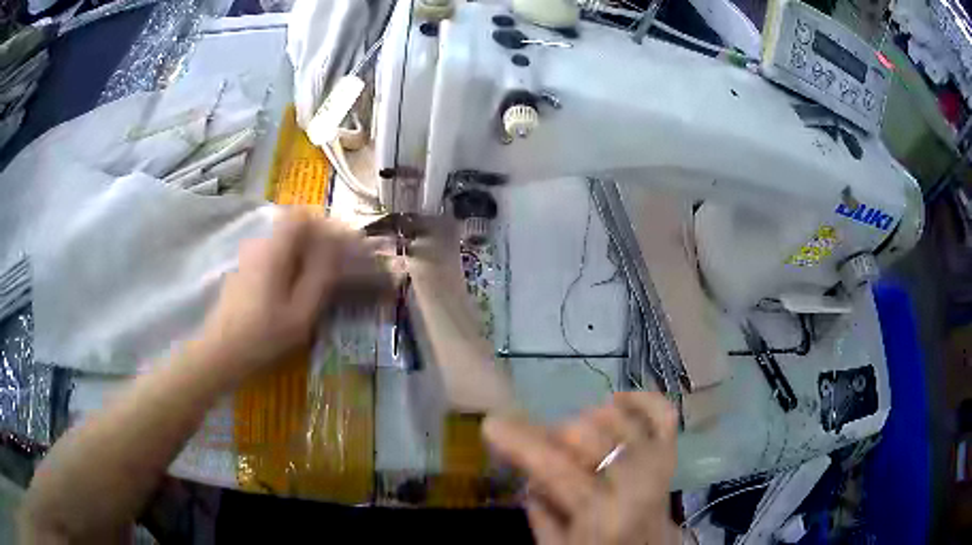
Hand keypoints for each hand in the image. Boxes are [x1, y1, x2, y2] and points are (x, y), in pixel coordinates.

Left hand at [195, 209, 391, 380]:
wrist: (221, 352)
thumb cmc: (263, 334)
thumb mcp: (301, 313)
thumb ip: (321, 277)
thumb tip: (337, 249)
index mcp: (274, 249)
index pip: (301, 215)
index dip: (324, 224)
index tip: (339, 243)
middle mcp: (259, 245)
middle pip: (292, 227)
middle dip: (316, 240)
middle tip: (333, 266)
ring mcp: (247, 258)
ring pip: (281, 243)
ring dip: (301, 254)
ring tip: (316, 282)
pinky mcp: (242, 271)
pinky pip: (271, 256)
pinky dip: (287, 265)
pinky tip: (291, 292)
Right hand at [484, 392, 679, 544]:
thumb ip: (539, 510)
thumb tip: (528, 470)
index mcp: (602, 515)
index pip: (557, 468)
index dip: (521, 442)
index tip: (491, 424)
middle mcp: (635, 485)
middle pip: (589, 435)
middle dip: (552, 433)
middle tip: (538, 445)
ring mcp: (658, 465)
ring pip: (620, 419)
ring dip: (586, 419)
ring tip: (572, 436)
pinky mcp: (671, 454)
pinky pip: (664, 414)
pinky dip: (641, 400)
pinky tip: (616, 401)